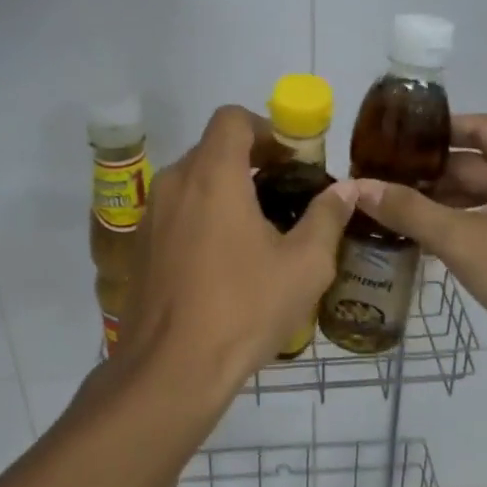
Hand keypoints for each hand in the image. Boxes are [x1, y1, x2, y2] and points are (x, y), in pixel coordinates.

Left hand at [115, 106, 357, 418]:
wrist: (172, 369)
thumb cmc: (244, 308)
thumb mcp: (304, 265)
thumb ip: (327, 217)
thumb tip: (346, 189)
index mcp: (212, 176)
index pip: (232, 118)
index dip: (266, 128)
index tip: (292, 160)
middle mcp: (174, 184)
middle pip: (213, 149)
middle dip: (251, 161)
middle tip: (285, 195)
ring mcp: (151, 216)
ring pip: (193, 182)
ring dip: (226, 190)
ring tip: (260, 231)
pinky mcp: (140, 247)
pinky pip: (176, 212)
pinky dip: (203, 216)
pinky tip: (226, 261)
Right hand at [356, 113, 486, 364]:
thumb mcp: (460, 238)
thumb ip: (407, 210)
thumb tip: (356, 186)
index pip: (479, 127)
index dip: (437, 128)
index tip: (395, 137)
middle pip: (476, 163)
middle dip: (429, 171)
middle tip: (380, 177)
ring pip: (481, 197)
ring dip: (440, 202)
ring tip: (389, 206)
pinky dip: (458, 226)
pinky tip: (419, 238)